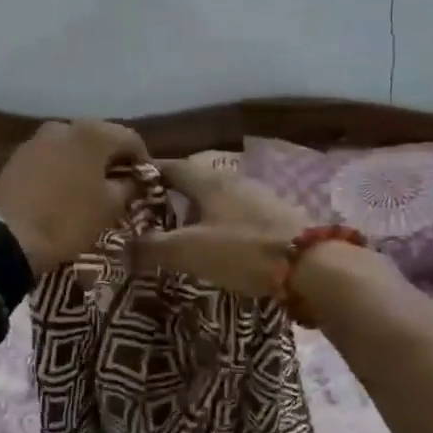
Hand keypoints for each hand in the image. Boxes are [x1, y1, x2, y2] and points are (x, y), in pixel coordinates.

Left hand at [0, 120, 148, 274]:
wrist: (5, 235)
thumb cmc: (67, 219)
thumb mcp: (109, 208)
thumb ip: (128, 187)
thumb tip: (134, 179)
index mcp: (94, 133)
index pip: (131, 139)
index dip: (143, 161)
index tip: (146, 183)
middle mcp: (66, 125)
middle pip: (101, 138)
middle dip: (113, 160)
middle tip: (121, 186)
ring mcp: (38, 139)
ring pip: (74, 147)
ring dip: (87, 163)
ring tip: (92, 190)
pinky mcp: (19, 155)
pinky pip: (52, 157)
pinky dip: (64, 168)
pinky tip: (65, 191)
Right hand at [133, 159, 307, 296]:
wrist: (313, 266)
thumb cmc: (244, 251)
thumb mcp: (190, 251)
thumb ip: (152, 249)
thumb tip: (119, 250)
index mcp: (209, 181)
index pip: (170, 166)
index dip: (147, 173)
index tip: (126, 184)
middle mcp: (233, 181)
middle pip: (195, 180)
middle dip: (172, 193)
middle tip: (150, 213)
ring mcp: (260, 198)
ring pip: (218, 198)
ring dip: (198, 210)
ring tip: (181, 232)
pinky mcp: (277, 219)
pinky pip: (238, 215)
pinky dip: (220, 224)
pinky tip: (218, 244)